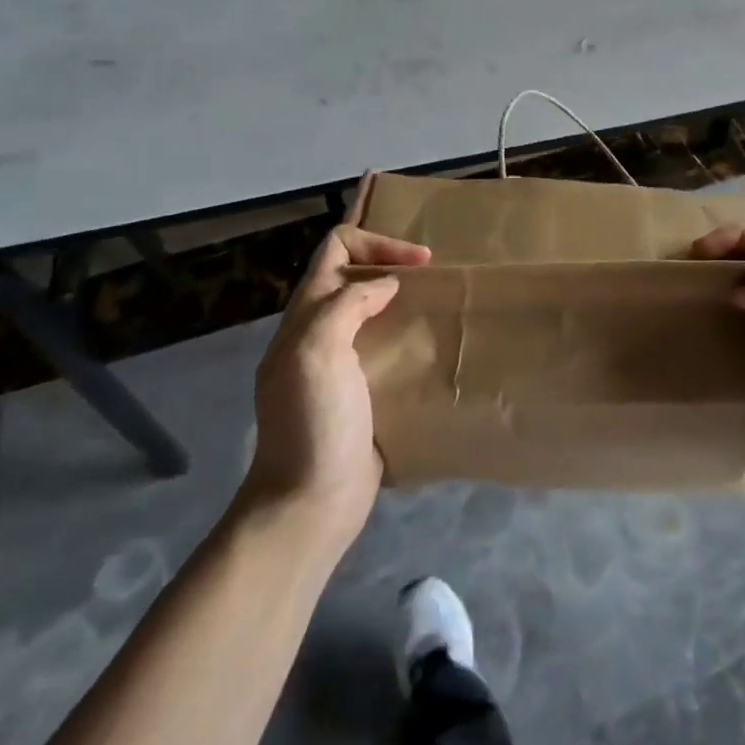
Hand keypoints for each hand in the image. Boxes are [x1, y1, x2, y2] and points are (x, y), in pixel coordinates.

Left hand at [240, 216, 429, 541]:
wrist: (310, 502)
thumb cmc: (314, 423)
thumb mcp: (318, 352)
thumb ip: (347, 305)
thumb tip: (385, 285)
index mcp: (306, 316)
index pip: (335, 249)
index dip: (377, 242)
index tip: (421, 261)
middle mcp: (318, 332)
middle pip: (351, 275)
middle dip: (390, 262)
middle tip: (433, 274)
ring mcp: (338, 364)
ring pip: (368, 310)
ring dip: (400, 299)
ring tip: (438, 304)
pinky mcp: (359, 393)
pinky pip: (381, 347)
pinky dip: (405, 335)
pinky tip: (431, 347)